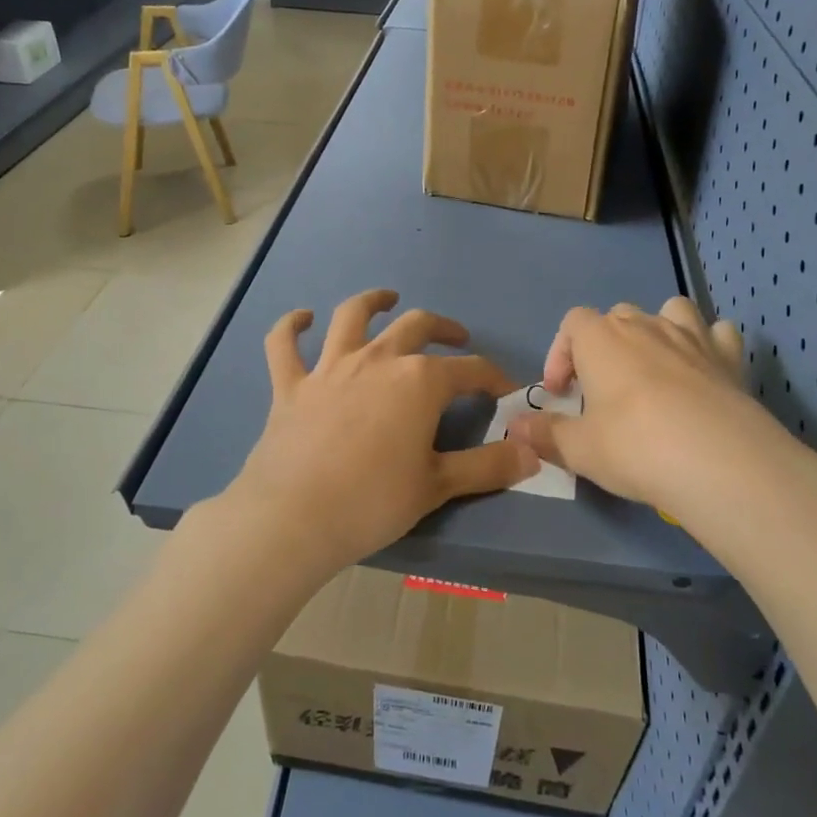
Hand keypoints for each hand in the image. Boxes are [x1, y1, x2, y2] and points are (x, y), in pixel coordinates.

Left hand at [226, 289, 538, 577]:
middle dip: (442, 329)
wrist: (294, 517)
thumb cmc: (373, 502)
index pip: (469, 370)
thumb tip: (532, 452)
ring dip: (372, 302)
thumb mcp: (438, 486)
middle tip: (456, 339)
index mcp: (419, 382)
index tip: (505, 390)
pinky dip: (291, 327)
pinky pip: (284, 344)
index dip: (493, 377)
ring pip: (352, 317)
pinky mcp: (291, 385)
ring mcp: (330, 368)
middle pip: (416, 327)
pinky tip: (302, 318)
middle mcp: (378, 360)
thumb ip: (488, 466)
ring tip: (386, 299)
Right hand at [509, 297, 816, 542]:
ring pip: (670, 310)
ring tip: (655, 368)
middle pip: (617, 315)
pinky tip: (704, 372)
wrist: (718, 460)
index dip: (561, 354)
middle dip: (606, 345)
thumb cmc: (634, 447)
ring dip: (658, 331)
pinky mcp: (729, 357)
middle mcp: (645, 325)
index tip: (562, 394)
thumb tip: (515, 426)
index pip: (572, 323)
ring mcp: (691, 336)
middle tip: (604, 390)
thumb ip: (545, 434)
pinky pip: (717, 333)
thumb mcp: (579, 449)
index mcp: (601, 339)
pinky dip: (708, 345)